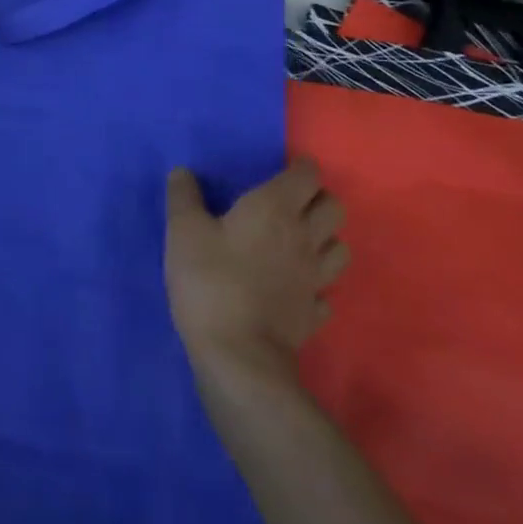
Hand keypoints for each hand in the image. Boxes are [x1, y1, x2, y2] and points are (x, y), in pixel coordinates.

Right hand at [165, 159, 348, 384]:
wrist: (239, 355)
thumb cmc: (210, 281)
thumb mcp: (182, 232)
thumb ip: (183, 197)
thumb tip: (183, 172)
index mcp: (275, 208)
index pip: (308, 174)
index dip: (299, 168)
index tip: (280, 171)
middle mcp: (305, 237)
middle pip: (334, 207)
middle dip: (317, 199)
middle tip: (288, 204)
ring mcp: (315, 278)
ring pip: (339, 246)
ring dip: (324, 238)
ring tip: (296, 242)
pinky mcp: (313, 313)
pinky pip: (325, 290)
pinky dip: (315, 284)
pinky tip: (294, 287)